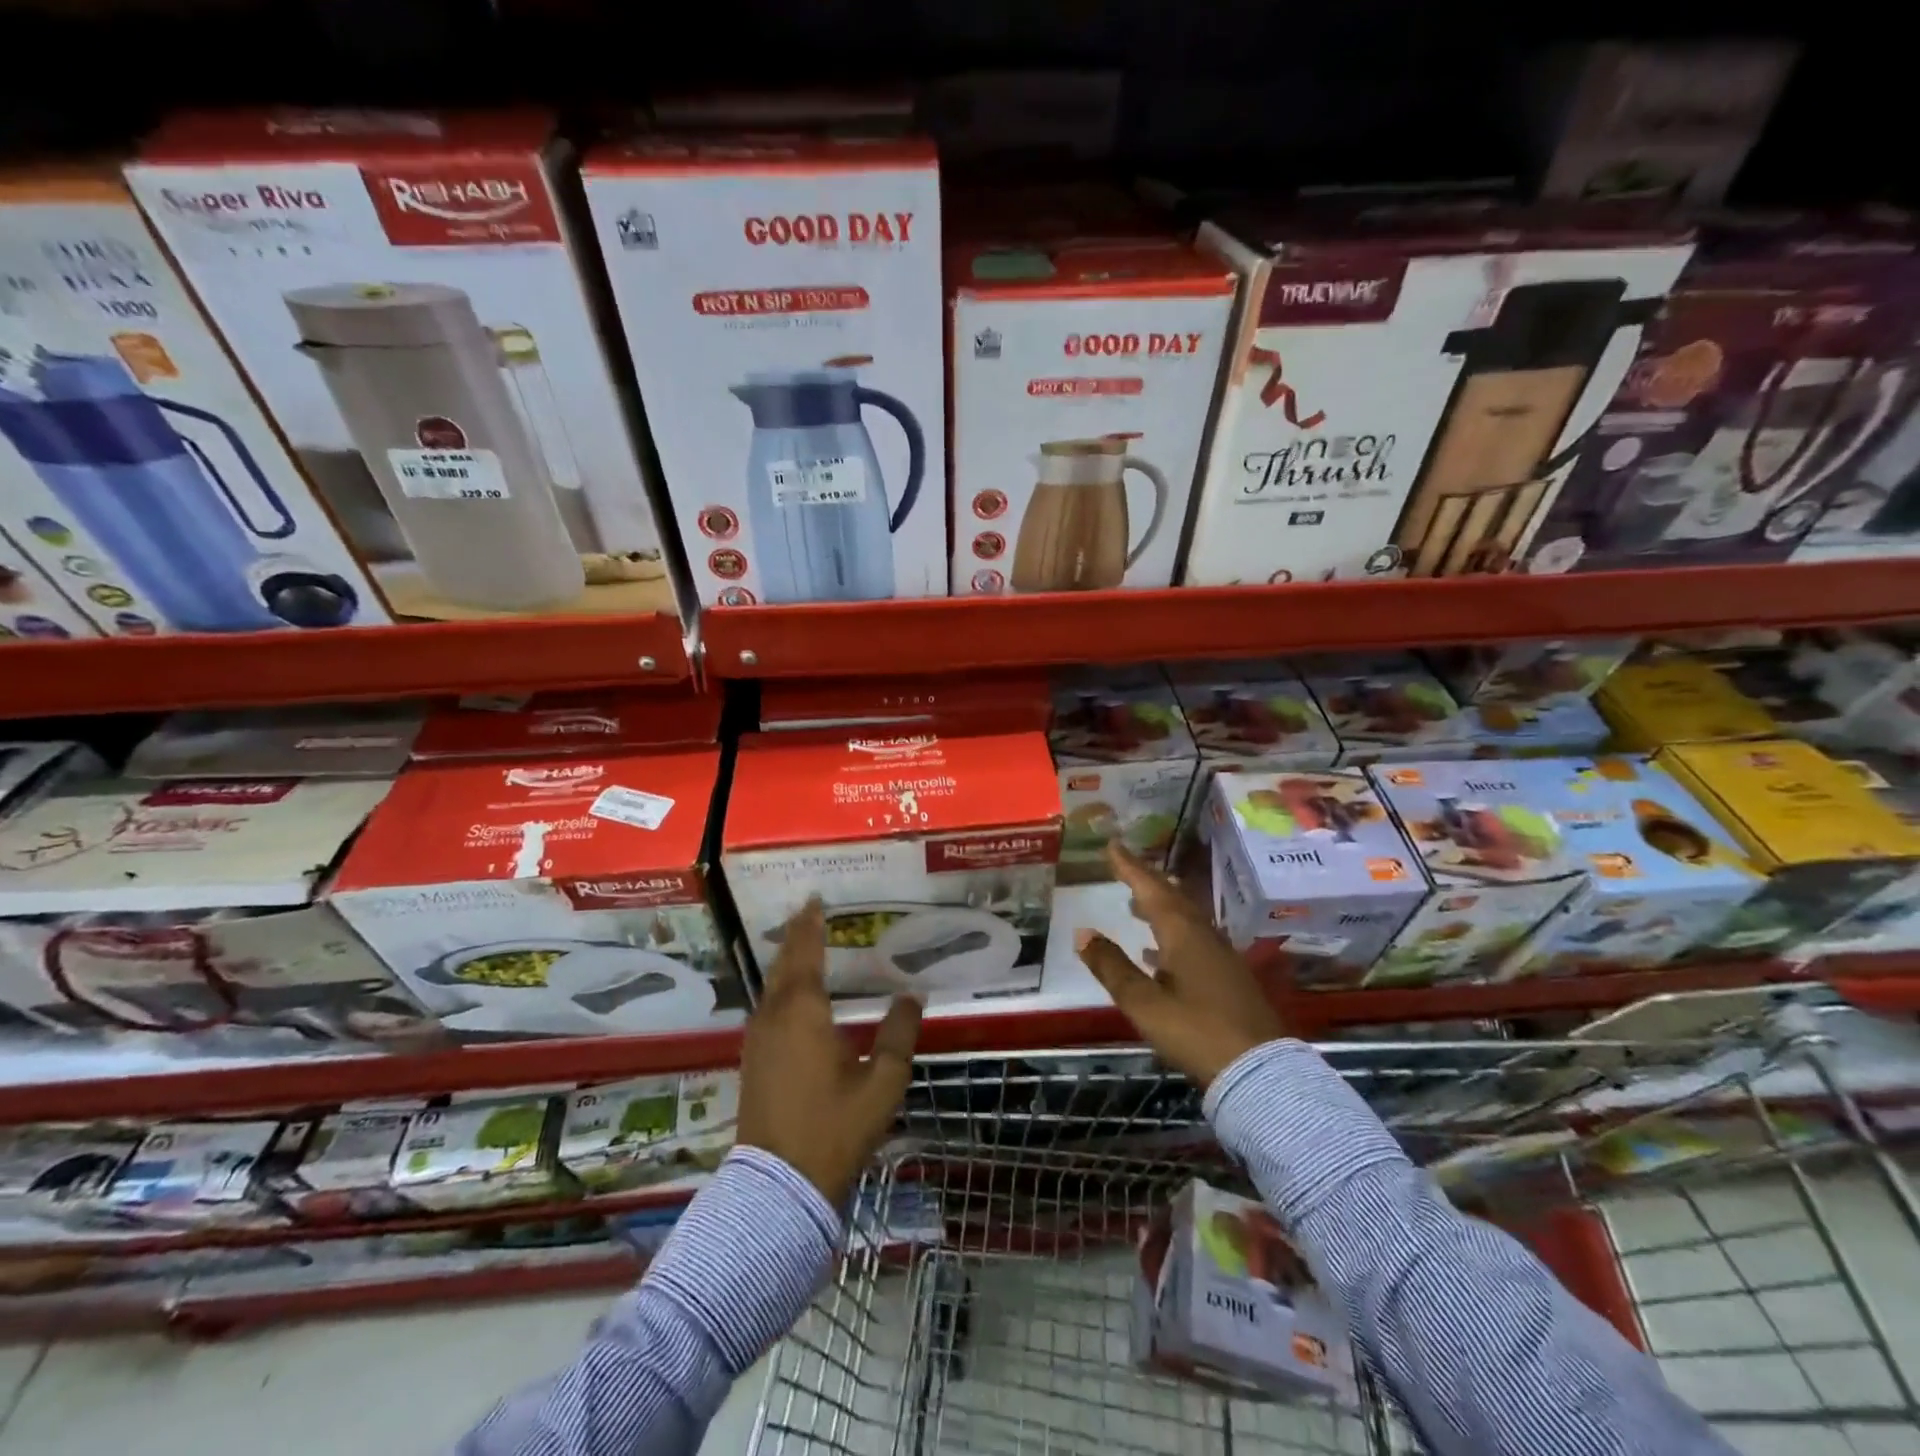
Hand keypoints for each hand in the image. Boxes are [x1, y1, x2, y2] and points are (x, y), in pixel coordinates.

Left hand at [738, 898, 923, 1203]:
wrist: (778, 1186)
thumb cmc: (834, 1128)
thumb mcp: (882, 1082)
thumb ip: (899, 1034)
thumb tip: (911, 995)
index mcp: (804, 1012)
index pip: (806, 953)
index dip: (810, 925)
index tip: (815, 900)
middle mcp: (774, 1016)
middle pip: (782, 965)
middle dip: (795, 936)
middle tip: (808, 913)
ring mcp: (757, 1040)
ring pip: (770, 986)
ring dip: (786, 961)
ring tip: (802, 945)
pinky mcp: (751, 1061)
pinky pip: (765, 1006)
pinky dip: (778, 987)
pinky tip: (789, 995)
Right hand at [1076, 843, 1286, 1087]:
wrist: (1260, 1072)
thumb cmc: (1196, 1032)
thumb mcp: (1144, 1003)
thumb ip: (1112, 967)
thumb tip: (1082, 931)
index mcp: (1183, 933)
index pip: (1151, 889)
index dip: (1130, 867)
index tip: (1113, 844)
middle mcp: (1204, 935)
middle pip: (1173, 898)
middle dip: (1147, 881)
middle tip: (1125, 868)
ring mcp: (1221, 956)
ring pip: (1186, 918)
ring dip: (1160, 907)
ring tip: (1137, 904)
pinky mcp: (1229, 977)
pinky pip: (1195, 940)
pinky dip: (1173, 935)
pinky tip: (1159, 954)